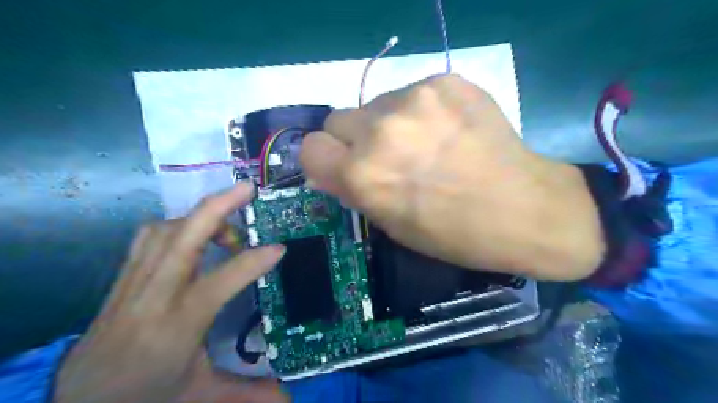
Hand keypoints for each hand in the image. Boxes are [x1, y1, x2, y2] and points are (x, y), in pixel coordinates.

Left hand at [53, 184, 286, 402]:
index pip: (218, 283)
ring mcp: (133, 283)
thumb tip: (290, 399)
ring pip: (164, 231)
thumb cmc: (145, 395)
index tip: (279, 248)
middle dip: (217, 207)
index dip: (252, 262)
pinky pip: (147, 238)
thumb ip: (248, 394)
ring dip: (199, 217)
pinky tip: (192, 233)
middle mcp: (153, 297)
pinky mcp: (123, 278)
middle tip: (247, 188)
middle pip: (182, 239)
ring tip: (227, 219)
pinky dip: (174, 225)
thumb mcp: (200, 396)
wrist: (80, 401)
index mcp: (177, 327)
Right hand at [301, 73, 603, 279]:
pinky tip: (448, 131)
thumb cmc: (452, 233)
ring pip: (376, 105)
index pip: (310, 148)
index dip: (326, 160)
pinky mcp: (445, 82)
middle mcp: (380, 131)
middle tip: (388, 157)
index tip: (344, 167)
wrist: (523, 209)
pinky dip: (421, 112)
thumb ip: (353, 190)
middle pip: (338, 119)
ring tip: (426, 144)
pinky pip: (412, 94)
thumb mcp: (391, 224)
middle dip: (355, 140)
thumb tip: (329, 169)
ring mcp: (415, 99)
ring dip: (388, 124)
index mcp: (361, 175)